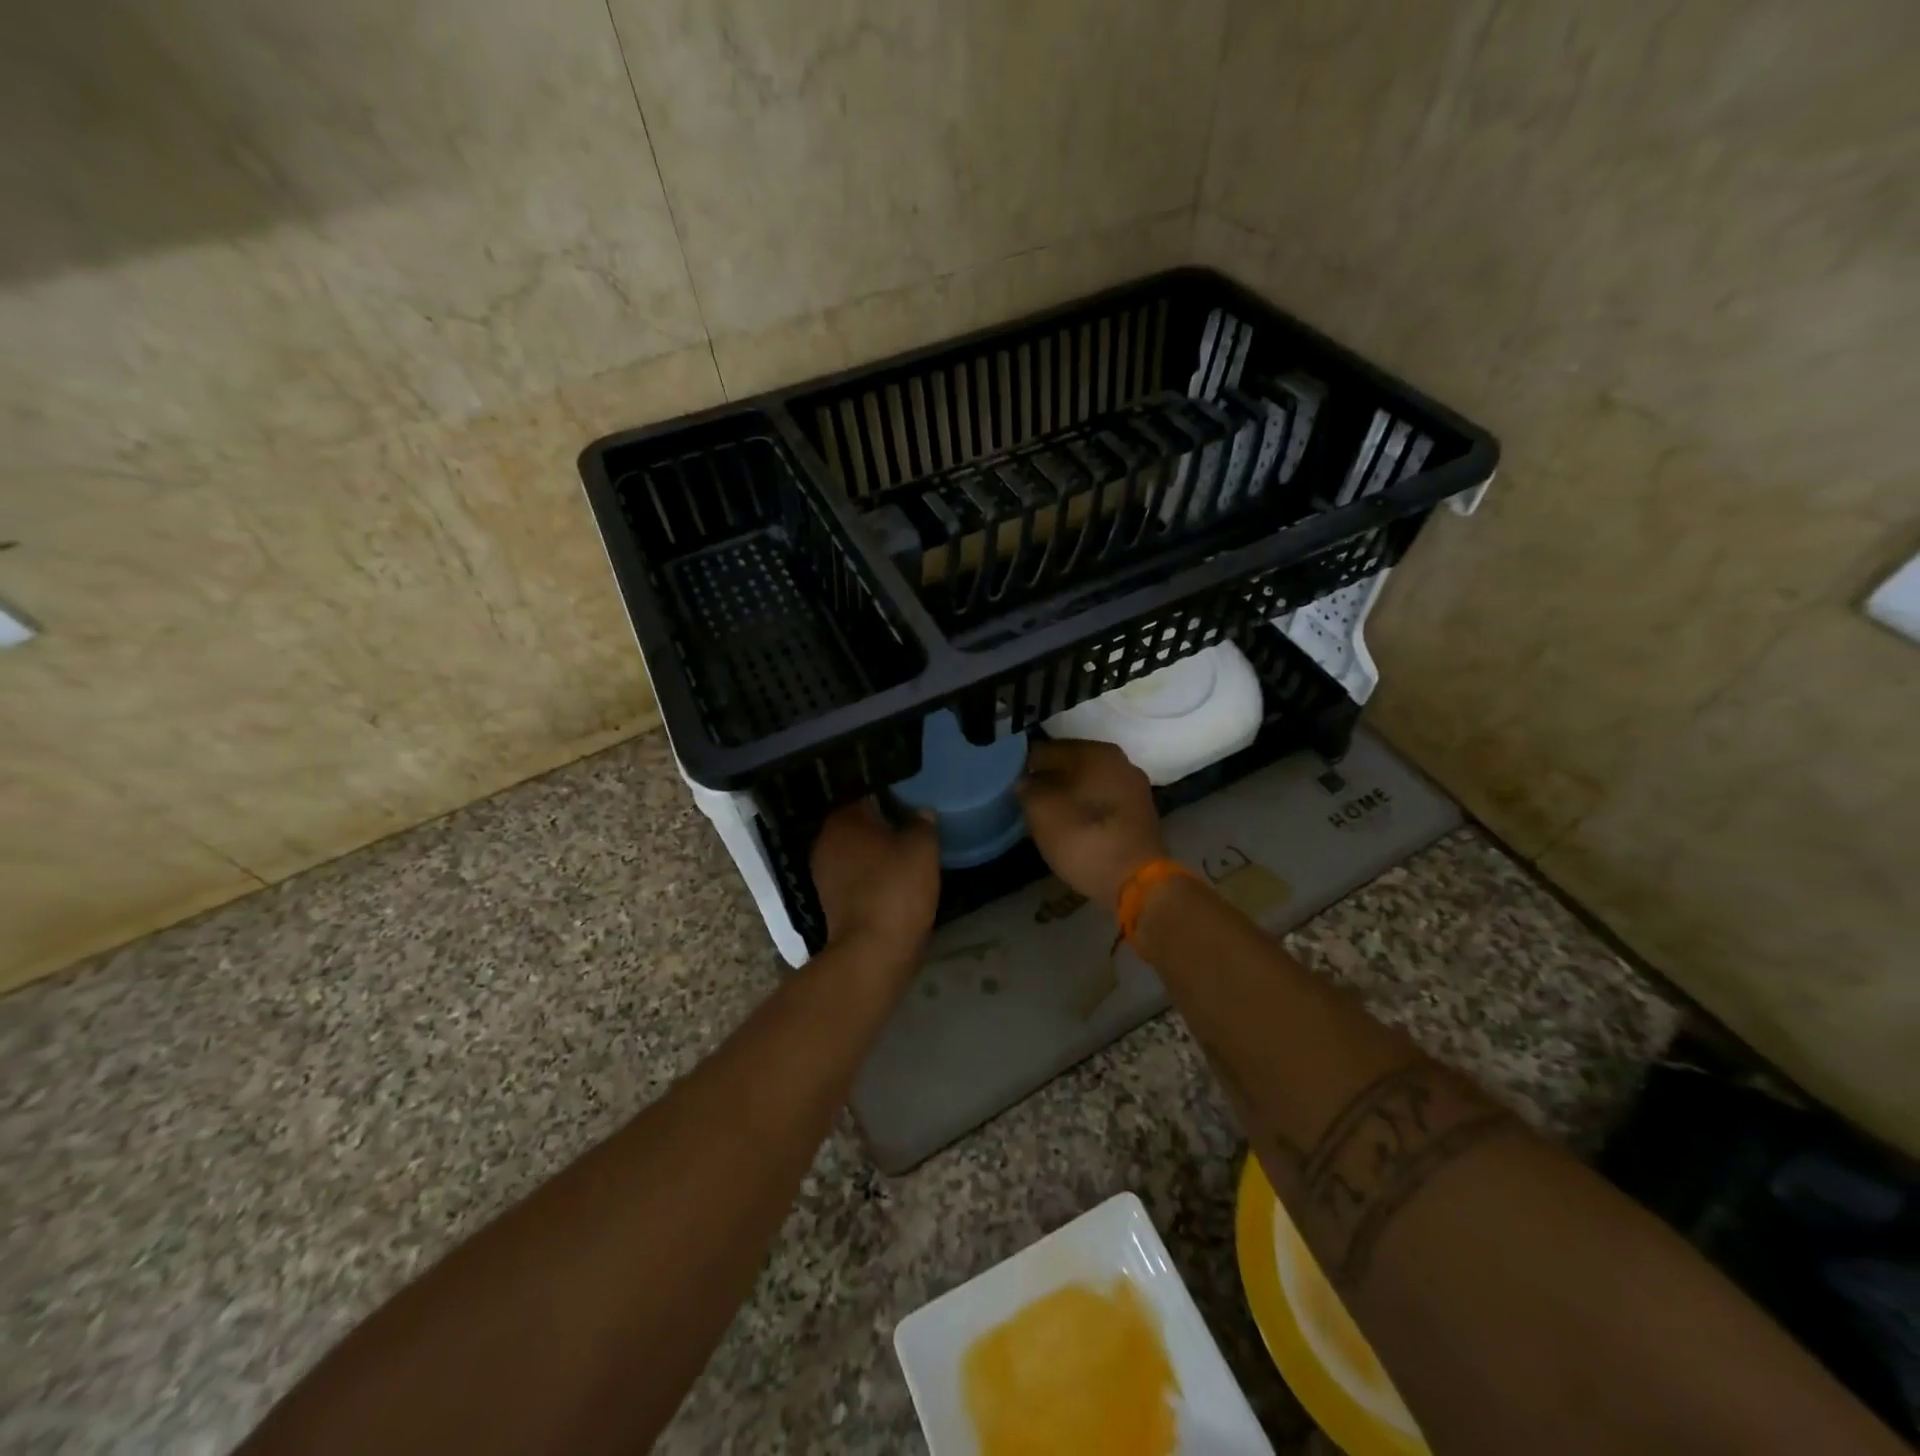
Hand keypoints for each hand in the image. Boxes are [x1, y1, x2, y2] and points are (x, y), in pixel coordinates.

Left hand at [809, 800, 940, 955]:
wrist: (874, 950)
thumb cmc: (896, 888)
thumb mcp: (922, 848)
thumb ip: (922, 823)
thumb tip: (921, 813)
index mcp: (843, 820)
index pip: (866, 795)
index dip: (890, 796)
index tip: (911, 801)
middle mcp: (825, 841)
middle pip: (859, 824)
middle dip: (882, 825)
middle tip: (912, 826)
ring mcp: (824, 874)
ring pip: (856, 852)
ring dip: (877, 853)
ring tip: (906, 853)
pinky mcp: (831, 901)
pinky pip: (855, 877)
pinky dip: (872, 876)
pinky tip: (895, 880)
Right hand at [1015, 738, 1167, 910]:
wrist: (1137, 882)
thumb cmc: (1084, 838)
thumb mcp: (1041, 811)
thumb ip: (1028, 788)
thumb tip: (1027, 782)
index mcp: (1096, 751)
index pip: (1048, 749)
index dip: (1027, 767)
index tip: (1015, 787)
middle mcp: (1120, 761)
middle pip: (1072, 764)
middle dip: (1050, 780)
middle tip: (1030, 802)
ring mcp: (1134, 788)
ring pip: (1089, 784)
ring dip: (1070, 795)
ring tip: (1050, 816)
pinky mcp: (1141, 814)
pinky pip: (1104, 802)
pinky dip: (1088, 810)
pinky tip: (1075, 827)